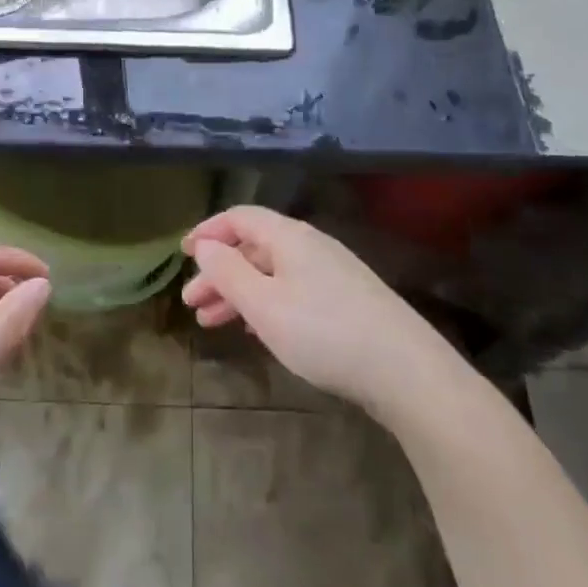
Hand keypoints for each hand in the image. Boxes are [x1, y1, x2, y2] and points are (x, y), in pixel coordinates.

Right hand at [182, 206, 458, 418]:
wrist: (404, 368)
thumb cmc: (323, 332)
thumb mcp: (264, 305)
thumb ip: (229, 272)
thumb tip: (205, 246)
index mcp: (289, 236)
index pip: (240, 218)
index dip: (209, 231)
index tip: (183, 254)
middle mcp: (310, 245)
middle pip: (254, 247)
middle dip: (219, 272)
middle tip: (192, 303)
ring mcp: (332, 271)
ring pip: (272, 272)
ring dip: (239, 292)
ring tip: (214, 322)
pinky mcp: (346, 299)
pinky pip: (292, 289)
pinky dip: (265, 303)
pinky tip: (257, 328)